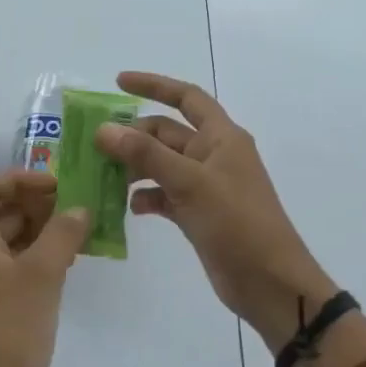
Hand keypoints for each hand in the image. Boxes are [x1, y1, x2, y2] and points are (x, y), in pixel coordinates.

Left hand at [0, 170, 89, 366]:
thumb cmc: (11, 323)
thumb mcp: (42, 273)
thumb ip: (63, 233)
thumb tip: (80, 208)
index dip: (19, 179)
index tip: (56, 186)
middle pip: (1, 209)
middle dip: (37, 202)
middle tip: (76, 206)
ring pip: (13, 236)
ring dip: (43, 227)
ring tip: (81, 229)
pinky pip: (19, 261)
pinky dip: (42, 252)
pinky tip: (71, 256)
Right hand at [95, 71, 333, 350]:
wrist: (269, 283)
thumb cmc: (237, 223)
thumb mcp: (190, 182)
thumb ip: (145, 154)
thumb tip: (103, 130)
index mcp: (221, 138)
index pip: (186, 97)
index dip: (154, 85)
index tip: (118, 83)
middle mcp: (213, 156)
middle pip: (166, 134)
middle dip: (133, 137)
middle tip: (95, 147)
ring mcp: (205, 186)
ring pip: (161, 166)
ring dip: (134, 168)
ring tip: (103, 178)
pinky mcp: (197, 214)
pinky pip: (164, 195)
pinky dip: (145, 198)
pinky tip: (127, 208)